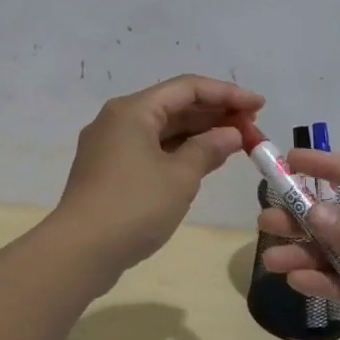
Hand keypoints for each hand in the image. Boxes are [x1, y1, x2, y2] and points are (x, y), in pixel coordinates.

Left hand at [56, 73, 264, 269]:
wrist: (79, 252)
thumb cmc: (134, 206)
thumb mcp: (180, 176)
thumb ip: (209, 149)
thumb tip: (232, 134)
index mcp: (133, 110)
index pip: (188, 88)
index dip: (227, 93)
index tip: (260, 105)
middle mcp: (119, 120)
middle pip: (175, 105)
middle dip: (215, 113)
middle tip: (253, 126)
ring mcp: (111, 146)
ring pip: (164, 129)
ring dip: (200, 133)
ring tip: (237, 142)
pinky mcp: (110, 171)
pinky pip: (152, 149)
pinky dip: (181, 151)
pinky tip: (206, 160)